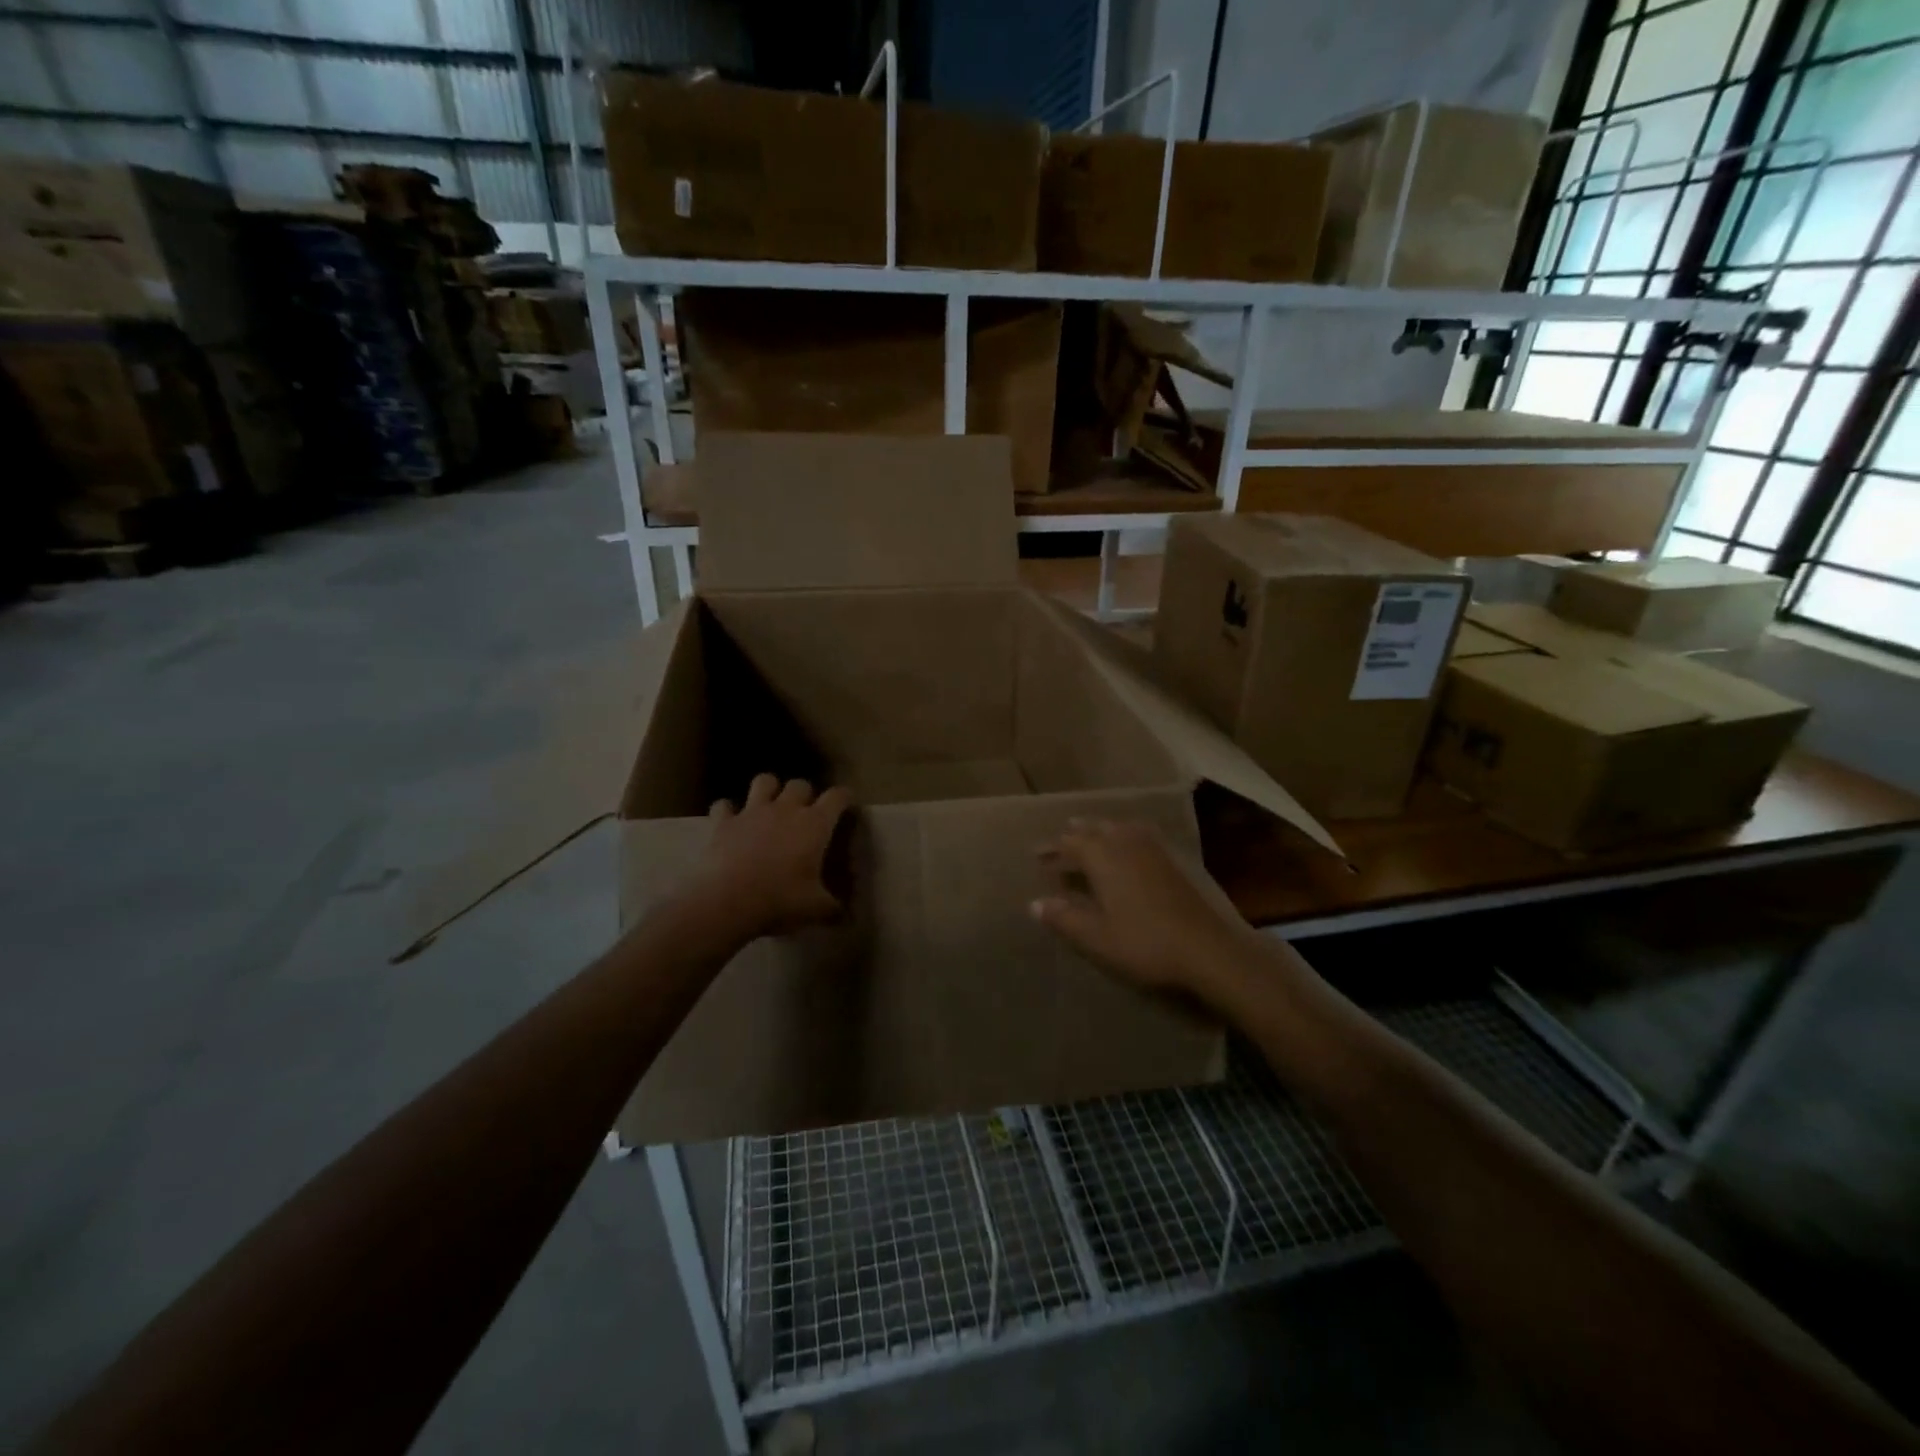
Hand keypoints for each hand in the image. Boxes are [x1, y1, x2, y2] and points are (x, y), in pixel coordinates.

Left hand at [686, 774, 852, 941]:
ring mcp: (752, 812)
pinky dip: (728, 811)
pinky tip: (730, 822)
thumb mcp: (816, 909)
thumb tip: (846, 916)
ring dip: (769, 789)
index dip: (844, 797)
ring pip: (764, 781)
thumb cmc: (780, 901)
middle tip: (805, 813)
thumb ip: (833, 908)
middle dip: (805, 794)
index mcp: (815, 825)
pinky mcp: (723, 822)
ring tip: (769, 805)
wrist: (726, 902)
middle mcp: (785, 809)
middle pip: (800, 784)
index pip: (837, 797)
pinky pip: (724, 805)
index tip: (846, 805)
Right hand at [1031, 818, 1256, 1001]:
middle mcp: (1125, 844)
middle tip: (1060, 842)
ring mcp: (1152, 850)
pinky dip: (1124, 837)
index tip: (1036, 854)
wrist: (1206, 950)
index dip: (1052, 848)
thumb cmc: (1143, 942)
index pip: (1069, 843)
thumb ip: (1064, 917)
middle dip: (1075, 835)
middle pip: (1094, 830)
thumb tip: (1034, 903)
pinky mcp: (1172, 862)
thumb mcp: (1096, 936)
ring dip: (1100, 831)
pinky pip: (1139, 836)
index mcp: (1103, 856)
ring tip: (1090, 837)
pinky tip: (1128, 849)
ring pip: (1119, 829)